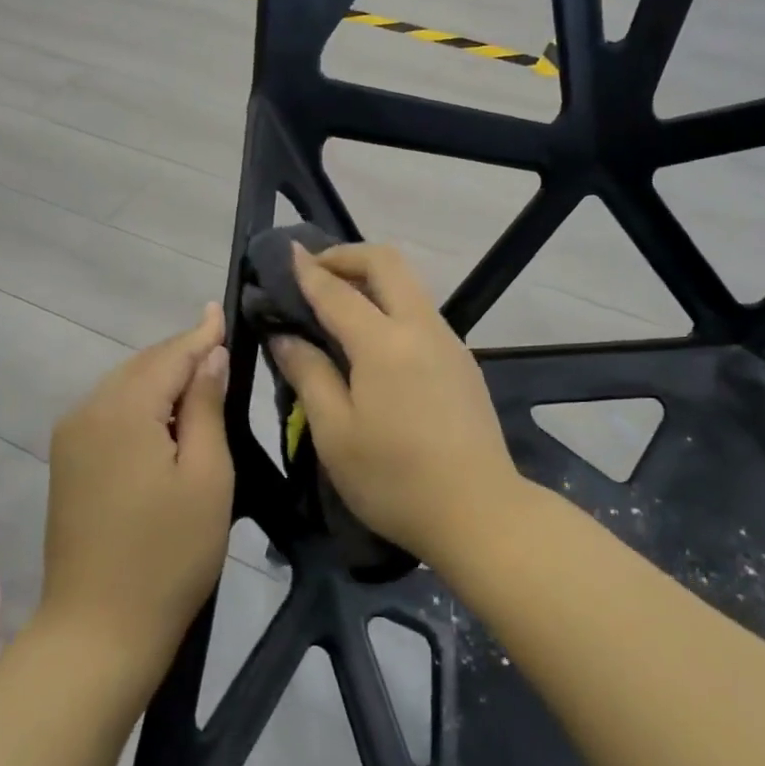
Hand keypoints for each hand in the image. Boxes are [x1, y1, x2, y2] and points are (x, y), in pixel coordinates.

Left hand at [41, 305, 233, 665]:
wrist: (98, 630)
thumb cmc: (168, 555)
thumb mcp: (206, 476)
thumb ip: (205, 407)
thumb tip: (208, 355)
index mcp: (122, 410)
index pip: (169, 356)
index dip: (200, 334)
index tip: (221, 308)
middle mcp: (86, 412)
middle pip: (142, 366)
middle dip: (181, 355)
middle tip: (221, 343)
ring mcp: (69, 438)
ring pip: (124, 388)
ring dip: (162, 379)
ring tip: (201, 375)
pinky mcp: (67, 462)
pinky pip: (110, 413)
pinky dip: (142, 403)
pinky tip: (166, 415)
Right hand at [270, 243, 523, 566]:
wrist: (480, 513)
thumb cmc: (395, 480)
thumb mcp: (335, 434)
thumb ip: (309, 375)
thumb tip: (284, 336)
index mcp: (384, 343)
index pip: (337, 290)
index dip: (307, 269)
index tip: (285, 253)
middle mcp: (421, 328)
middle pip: (387, 263)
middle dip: (347, 255)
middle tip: (314, 272)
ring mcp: (449, 343)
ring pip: (409, 286)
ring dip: (372, 279)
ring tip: (337, 304)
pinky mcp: (463, 362)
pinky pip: (421, 314)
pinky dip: (391, 305)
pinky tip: (373, 340)